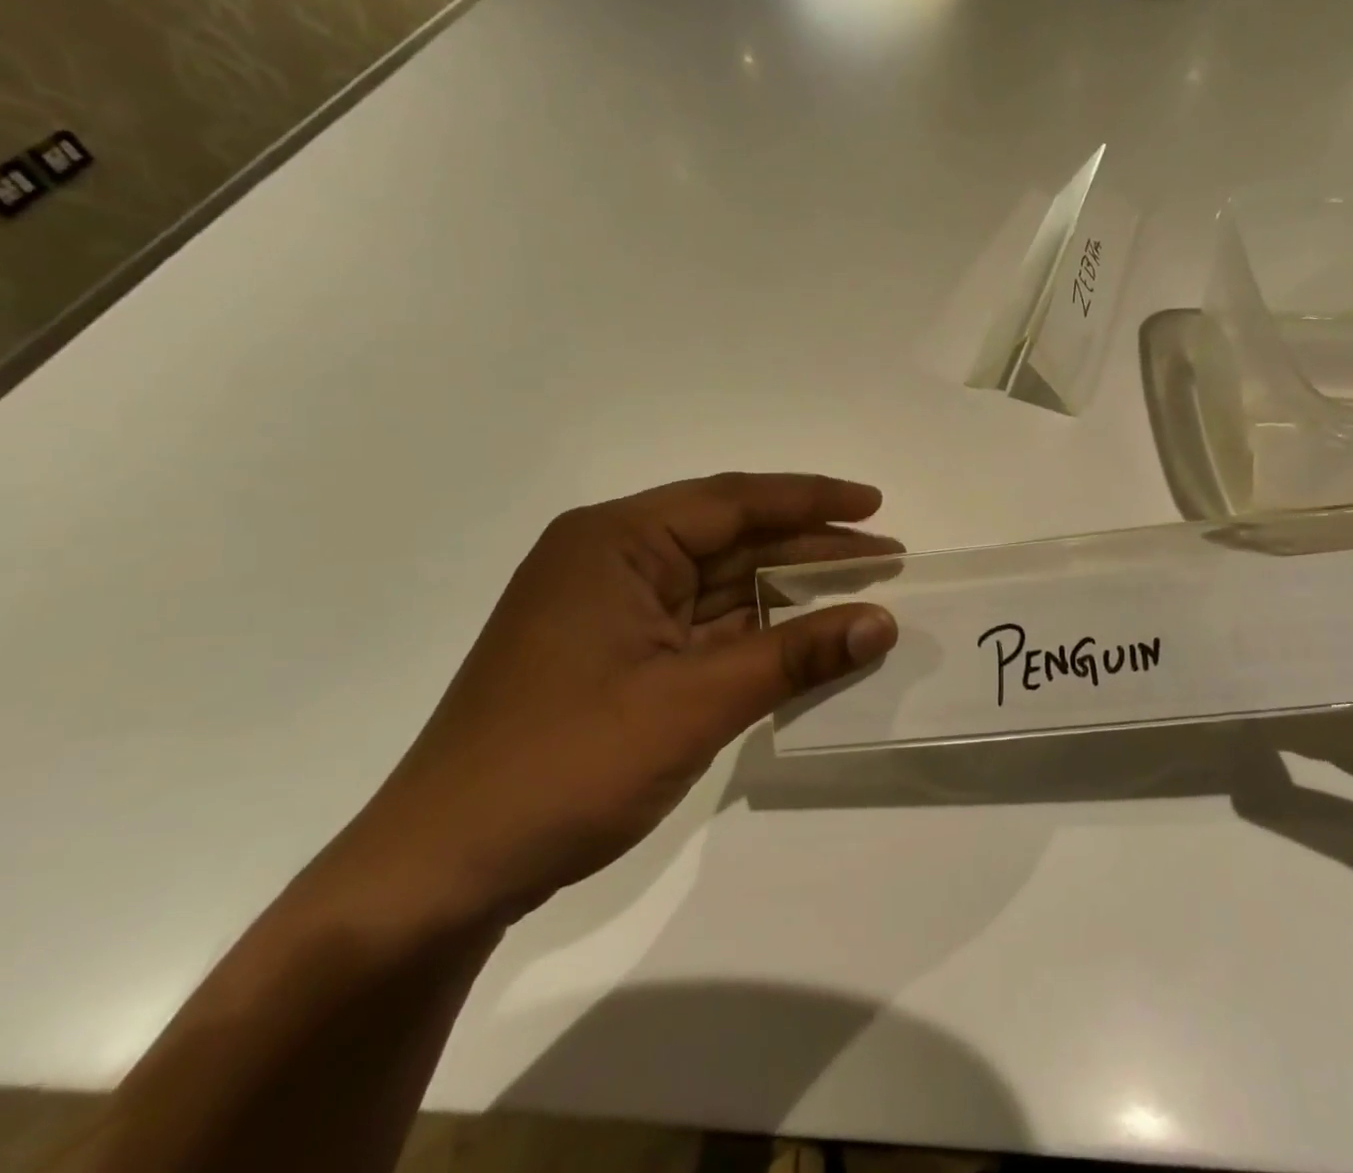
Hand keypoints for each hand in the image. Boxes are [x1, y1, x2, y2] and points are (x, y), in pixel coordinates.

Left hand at [331, 473, 900, 930]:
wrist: (443, 872)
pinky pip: (705, 629)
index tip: (875, 504)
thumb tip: (884, 622)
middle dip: (810, 549)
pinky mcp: (619, 657)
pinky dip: (758, 636)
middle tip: (887, 557)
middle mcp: (612, 560)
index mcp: (615, 541)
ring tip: (862, 596)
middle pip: (731, 540)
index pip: (732, 501)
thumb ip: (793, 656)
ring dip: (788, 595)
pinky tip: (808, 643)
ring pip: (722, 586)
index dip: (811, 501)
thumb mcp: (692, 703)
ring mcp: (613, 611)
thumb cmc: (564, 764)